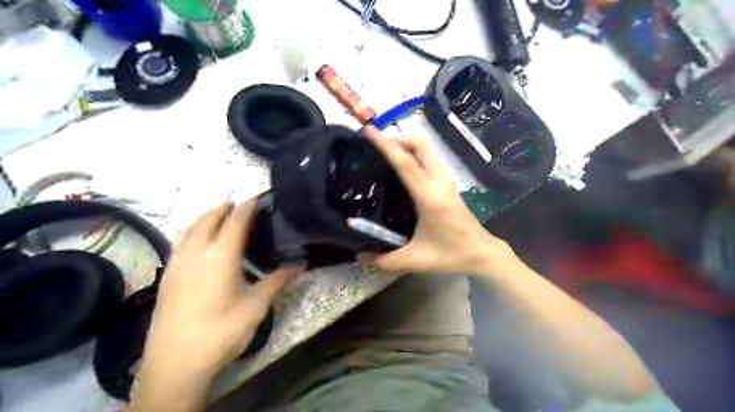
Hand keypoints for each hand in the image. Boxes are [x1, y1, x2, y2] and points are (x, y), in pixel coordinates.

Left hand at [141, 200, 302, 374]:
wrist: (176, 362)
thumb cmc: (222, 330)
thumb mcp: (256, 305)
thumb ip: (277, 281)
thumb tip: (301, 266)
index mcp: (221, 255)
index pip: (236, 221)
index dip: (247, 206)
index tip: (257, 196)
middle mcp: (196, 252)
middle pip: (209, 219)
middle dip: (224, 207)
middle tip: (239, 204)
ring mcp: (178, 263)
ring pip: (190, 229)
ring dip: (205, 216)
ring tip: (218, 214)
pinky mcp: (167, 276)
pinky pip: (180, 242)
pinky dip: (192, 231)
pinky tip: (197, 241)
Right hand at [359, 127, 512, 275]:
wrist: (483, 254)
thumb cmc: (451, 255)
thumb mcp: (416, 261)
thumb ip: (386, 261)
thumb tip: (360, 257)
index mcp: (429, 196)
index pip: (405, 163)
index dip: (385, 144)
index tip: (368, 130)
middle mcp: (439, 183)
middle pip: (421, 146)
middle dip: (398, 138)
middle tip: (377, 144)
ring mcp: (446, 183)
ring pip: (428, 152)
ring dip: (408, 146)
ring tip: (387, 155)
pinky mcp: (449, 187)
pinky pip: (431, 162)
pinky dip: (416, 157)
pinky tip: (404, 173)